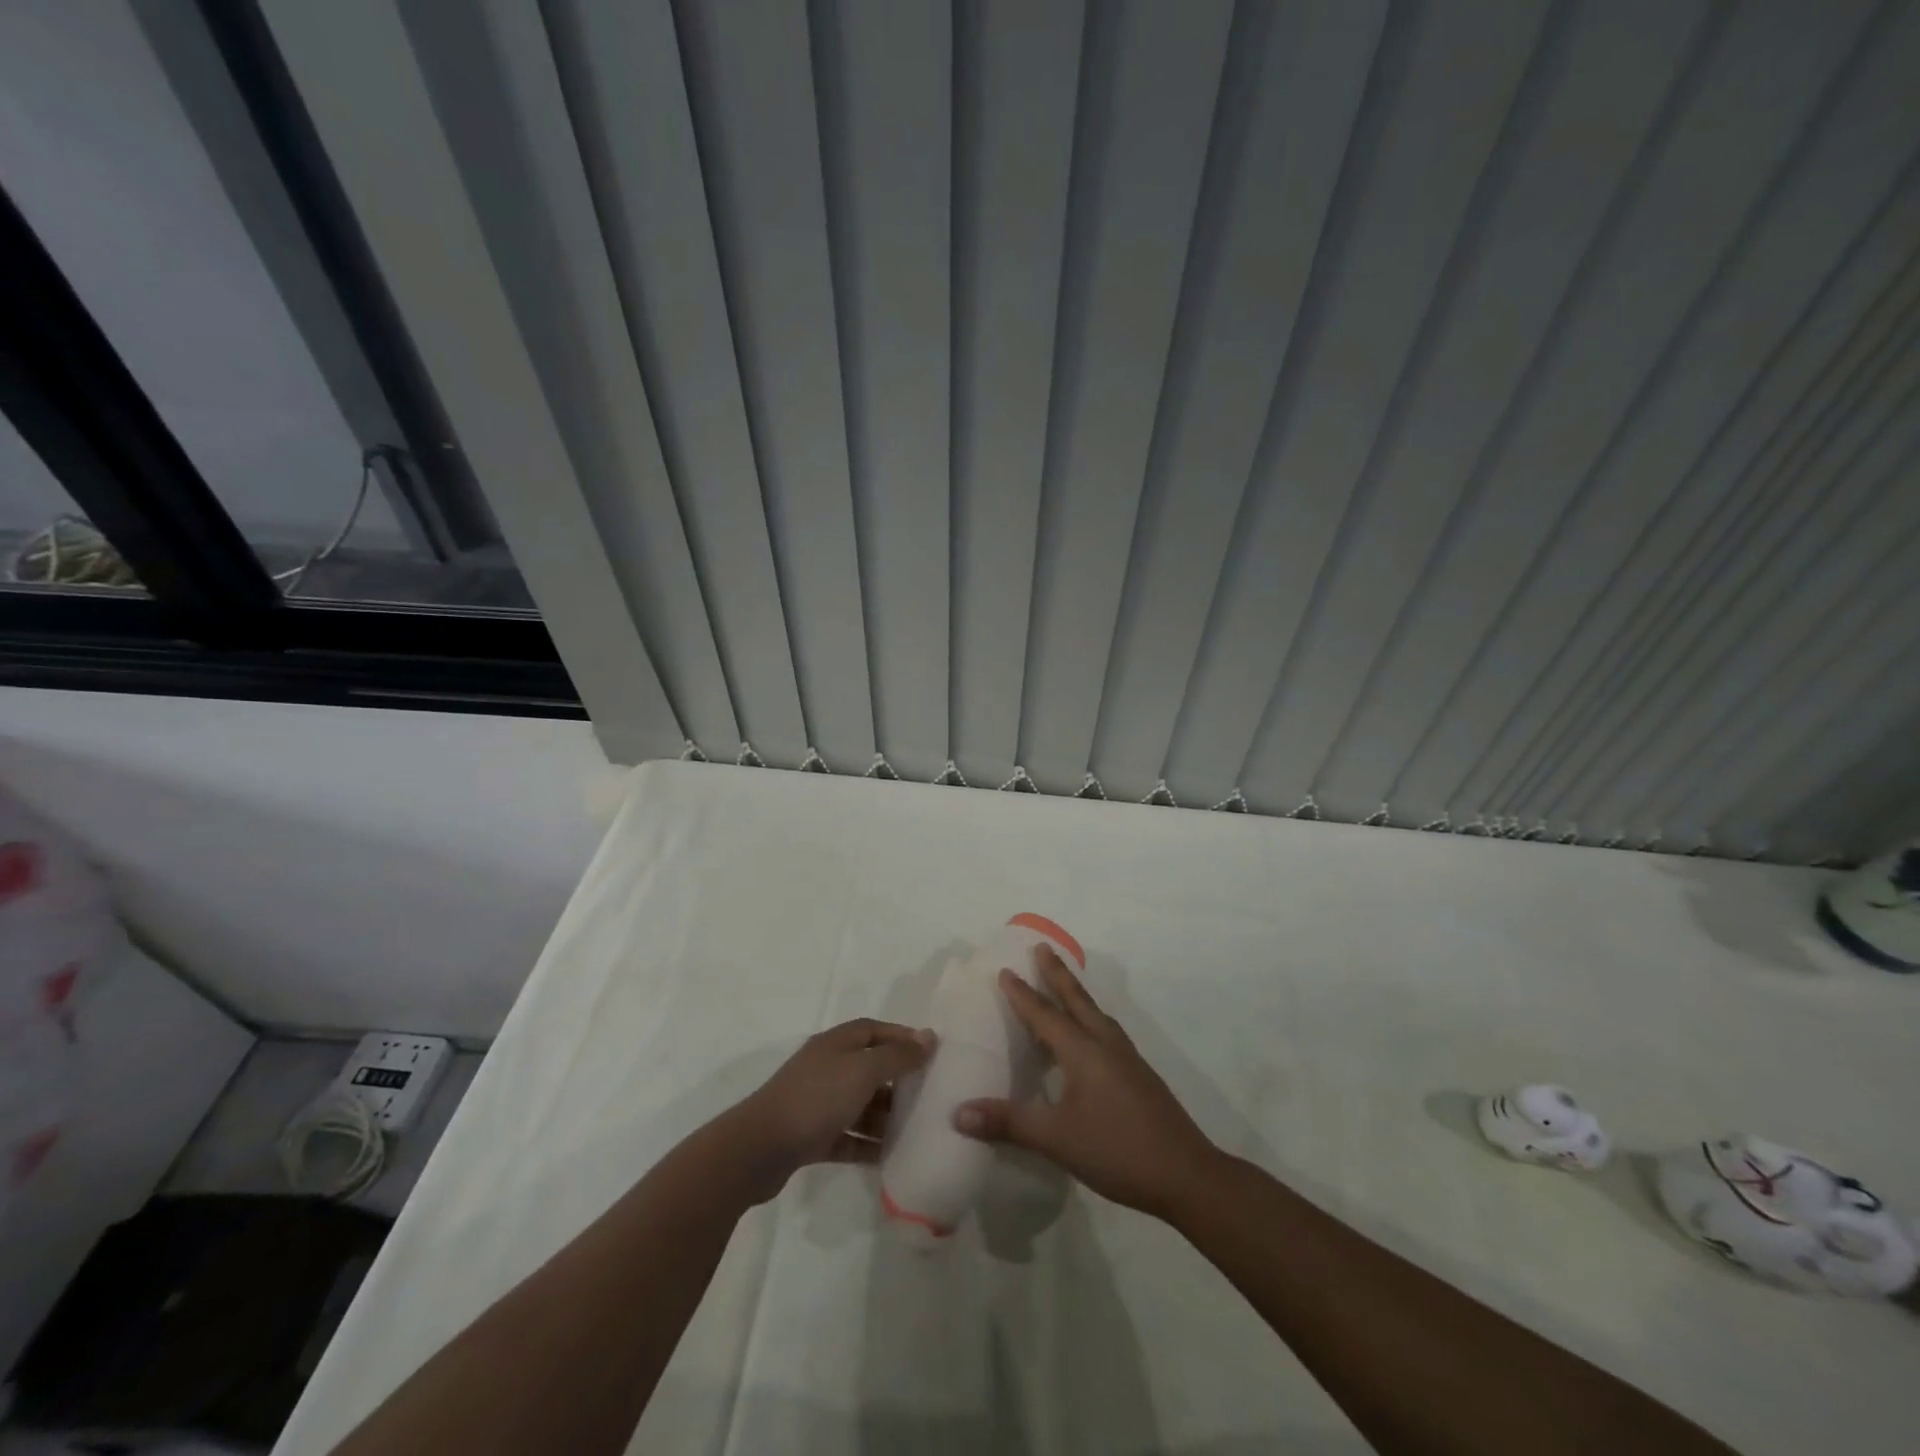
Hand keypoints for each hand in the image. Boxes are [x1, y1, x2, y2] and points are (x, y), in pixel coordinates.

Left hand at [726, 1018, 933, 1201]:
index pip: (873, 1030)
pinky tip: (889, 1157)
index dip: (900, 1037)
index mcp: (835, 1044)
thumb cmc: (816, 1099)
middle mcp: (826, 1068)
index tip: (929, 1052)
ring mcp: (816, 1103)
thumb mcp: (863, 1071)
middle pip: (868, 1068)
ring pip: (858, 1104)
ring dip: (884, 1116)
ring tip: (914, 1130)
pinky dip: (866, 1144)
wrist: (759, 1149)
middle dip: (896, 1080)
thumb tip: (928, 1037)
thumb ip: (897, 1056)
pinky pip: (846, 1137)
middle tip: (927, 1095)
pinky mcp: (810, 1136)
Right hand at [953, 948, 1218, 1219]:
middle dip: (1057, 973)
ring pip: (1095, 1013)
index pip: (1045, 1014)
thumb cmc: (1117, 1150)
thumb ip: (1008, 1122)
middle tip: (1042, 947)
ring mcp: (1126, 1058)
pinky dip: (1090, 1018)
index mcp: (1083, 1051)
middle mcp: (1105, 1044)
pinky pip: (1106, 1031)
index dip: (1022, 994)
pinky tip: (1089, 1037)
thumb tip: (957, 1112)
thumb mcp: (1056, 1139)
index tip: (1005, 970)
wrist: (1187, 1174)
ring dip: (1075, 994)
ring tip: (1063, 984)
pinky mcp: (1139, 1074)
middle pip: (1077, 999)